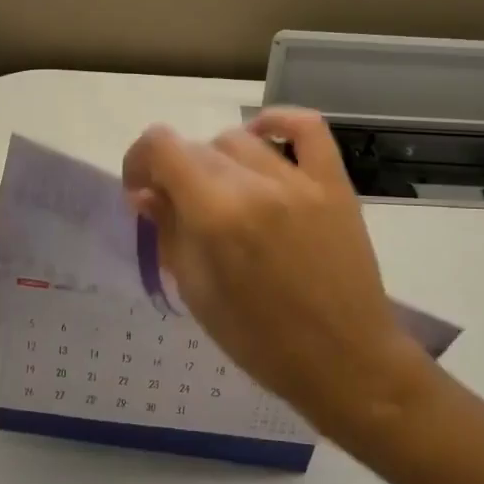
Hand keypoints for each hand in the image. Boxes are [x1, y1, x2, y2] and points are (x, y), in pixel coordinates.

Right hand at [122, 109, 430, 444]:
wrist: (344, 361)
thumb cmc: (260, 340)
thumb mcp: (198, 293)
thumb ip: (168, 232)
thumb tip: (144, 192)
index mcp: (215, 216)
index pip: (161, 147)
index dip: (139, 160)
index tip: (141, 190)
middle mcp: (254, 186)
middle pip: (197, 147)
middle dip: (176, 171)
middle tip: (181, 207)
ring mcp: (299, 181)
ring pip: (240, 140)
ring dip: (218, 160)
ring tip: (223, 193)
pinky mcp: (334, 184)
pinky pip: (307, 128)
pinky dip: (278, 122)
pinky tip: (263, 137)